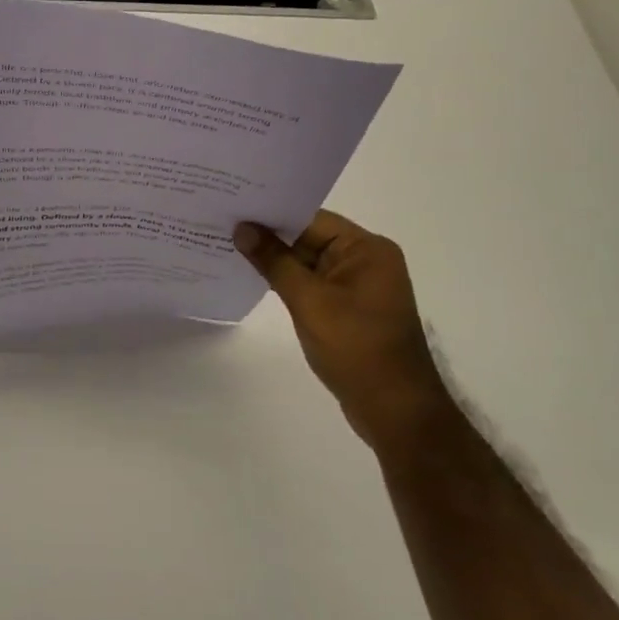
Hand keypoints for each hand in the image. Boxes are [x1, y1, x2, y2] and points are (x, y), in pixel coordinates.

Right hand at [235, 212, 449, 450]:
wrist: (396, 413)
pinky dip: (287, 280)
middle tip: (223, 223)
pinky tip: (254, 277)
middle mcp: (366, 260)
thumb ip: (274, 262)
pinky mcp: (349, 308)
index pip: (311, 219)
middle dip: (269, 235)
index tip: (233, 206)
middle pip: (309, 237)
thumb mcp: (309, 301)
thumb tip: (243, 229)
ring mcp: (358, 286)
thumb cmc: (356, 348)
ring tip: (229, 246)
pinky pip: (312, 283)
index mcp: (367, 249)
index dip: (271, 213)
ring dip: (275, 259)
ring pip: (307, 261)